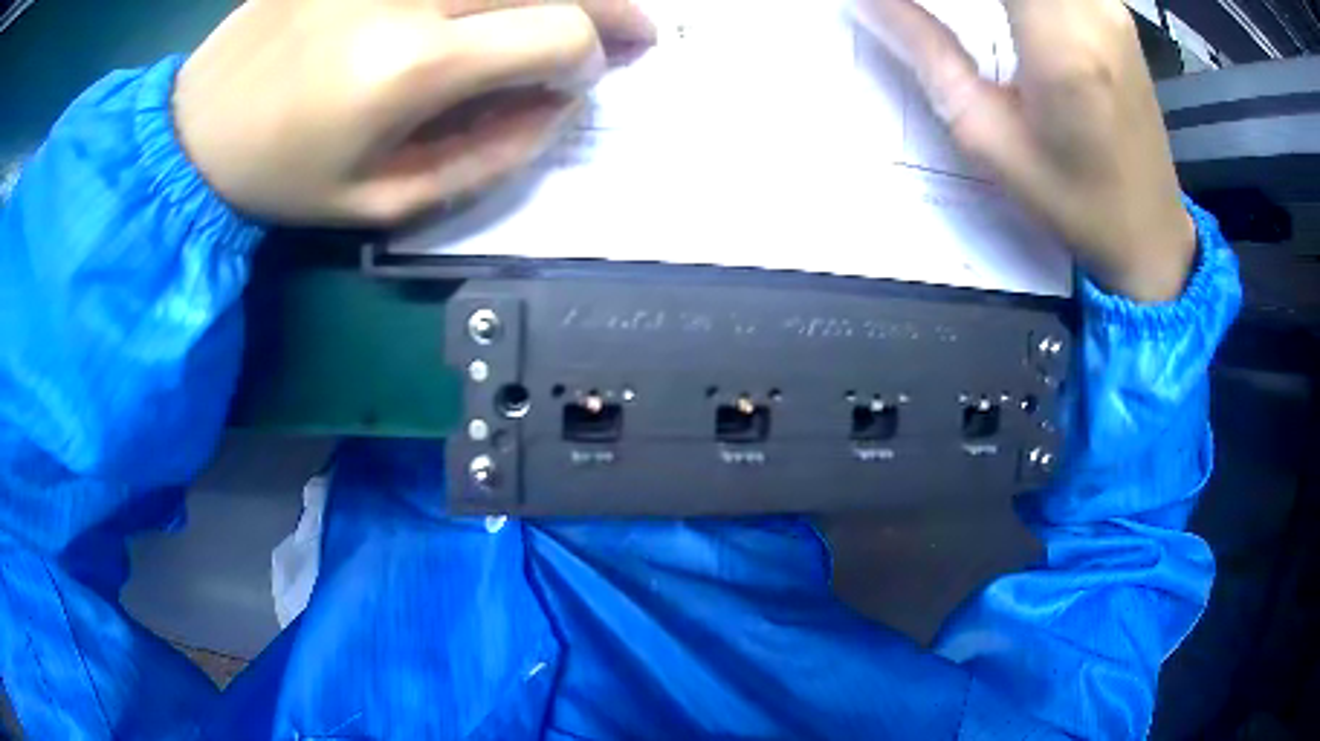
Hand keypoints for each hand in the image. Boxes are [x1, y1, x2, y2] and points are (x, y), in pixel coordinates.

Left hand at [174, 0, 653, 224]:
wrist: (199, 125)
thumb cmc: (285, 176)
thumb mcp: (385, 201)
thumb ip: (489, 157)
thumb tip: (560, 105)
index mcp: (410, 64)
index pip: (557, 31)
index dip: (591, 55)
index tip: (582, 78)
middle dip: (609, 5)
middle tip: (634, 29)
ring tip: (580, 11)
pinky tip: (502, 5)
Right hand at [854, 0, 1196, 302]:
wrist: (1151, 230)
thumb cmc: (1073, 200)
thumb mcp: (988, 138)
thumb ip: (929, 51)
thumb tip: (869, 2)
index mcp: (1061, 44)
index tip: (910, 6)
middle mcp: (1092, 9)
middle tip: (928, 11)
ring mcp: (1109, 6)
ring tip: (969, 16)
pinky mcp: (1113, 11)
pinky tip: (1002, 13)